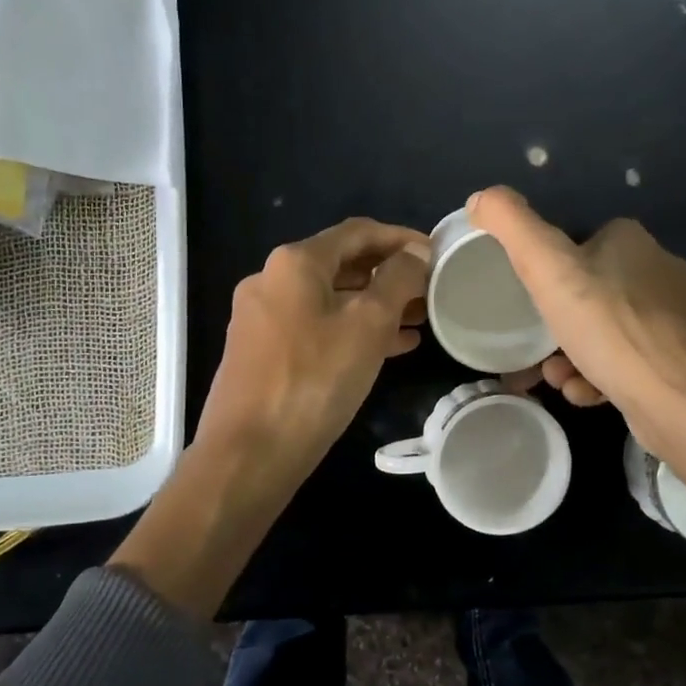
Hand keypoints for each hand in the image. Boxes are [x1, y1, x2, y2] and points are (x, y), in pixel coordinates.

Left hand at [196, 217, 430, 489]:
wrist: (249, 453)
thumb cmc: (315, 379)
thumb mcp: (368, 324)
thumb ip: (397, 280)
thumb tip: (415, 254)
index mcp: (295, 262)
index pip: (358, 232)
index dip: (401, 238)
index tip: (436, 253)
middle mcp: (271, 280)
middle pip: (342, 264)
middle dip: (389, 275)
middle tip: (431, 291)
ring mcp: (262, 317)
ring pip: (330, 299)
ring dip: (374, 305)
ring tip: (419, 321)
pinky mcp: (262, 351)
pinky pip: (316, 327)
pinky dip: (351, 329)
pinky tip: (389, 347)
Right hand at [470, 187, 685, 486]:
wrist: (684, 404)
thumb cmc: (611, 329)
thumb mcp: (548, 269)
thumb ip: (512, 227)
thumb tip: (480, 197)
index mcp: (631, 241)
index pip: (577, 244)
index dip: (547, 273)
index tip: (529, 304)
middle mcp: (660, 271)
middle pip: (589, 292)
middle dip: (557, 325)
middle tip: (537, 353)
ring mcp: (677, 318)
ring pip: (607, 331)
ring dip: (573, 355)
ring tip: (560, 379)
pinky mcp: (685, 360)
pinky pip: (629, 361)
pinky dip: (603, 377)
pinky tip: (590, 395)